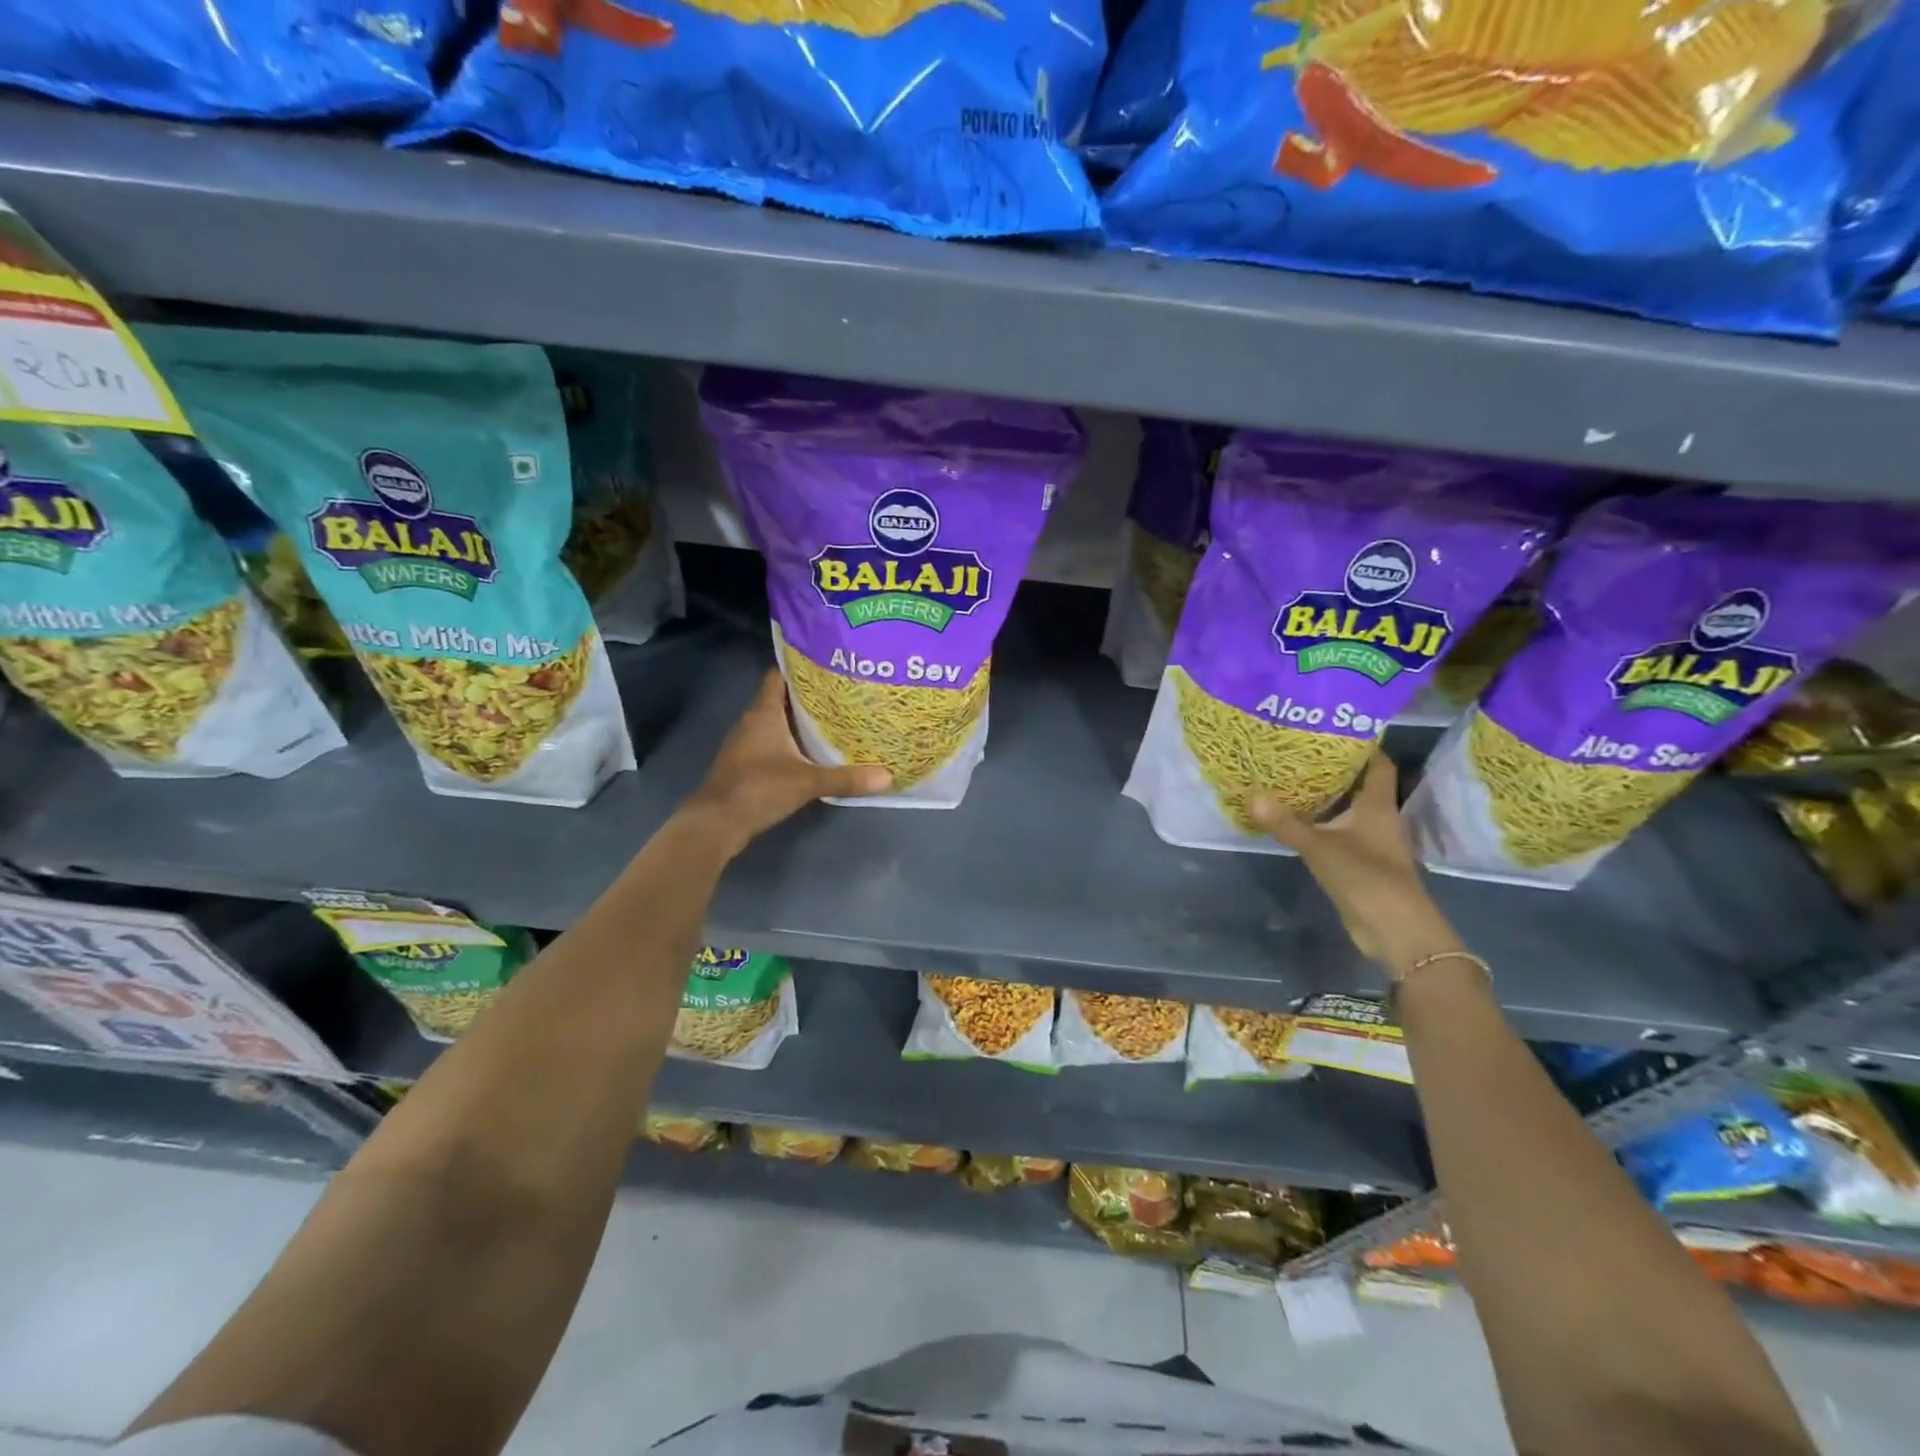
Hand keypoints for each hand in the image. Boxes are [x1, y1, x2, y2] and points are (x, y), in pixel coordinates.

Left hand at [681, 669, 890, 856]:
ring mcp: (746, 743)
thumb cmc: (758, 789)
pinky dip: (791, 742)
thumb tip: (887, 777)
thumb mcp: (807, 783)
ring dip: (800, 720)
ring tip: (834, 719)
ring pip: (777, 722)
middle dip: (809, 696)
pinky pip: (772, 742)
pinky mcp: (746, 763)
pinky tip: (812, 751)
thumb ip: (846, 778)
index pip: (779, 676)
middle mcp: (752, 721)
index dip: (800, 667)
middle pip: (782, 698)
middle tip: (843, 693)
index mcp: (763, 712)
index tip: (828, 665)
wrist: (716, 824)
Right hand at [1248, 751, 1454, 972]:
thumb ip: (1287, 824)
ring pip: (1349, 808)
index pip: (1378, 764)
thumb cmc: (1368, 878)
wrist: (1397, 932)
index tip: (1333, 728)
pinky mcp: (1361, 862)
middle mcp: (1379, 818)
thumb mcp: (1321, 848)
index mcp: (1379, 806)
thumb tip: (1252, 796)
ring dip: (1327, 795)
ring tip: (1291, 776)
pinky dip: (1322, 821)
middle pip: (1360, 783)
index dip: (1362, 744)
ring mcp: (1372, 842)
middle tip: (1299, 748)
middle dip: (1334, 766)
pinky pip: (1339, 831)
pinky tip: (1296, 817)